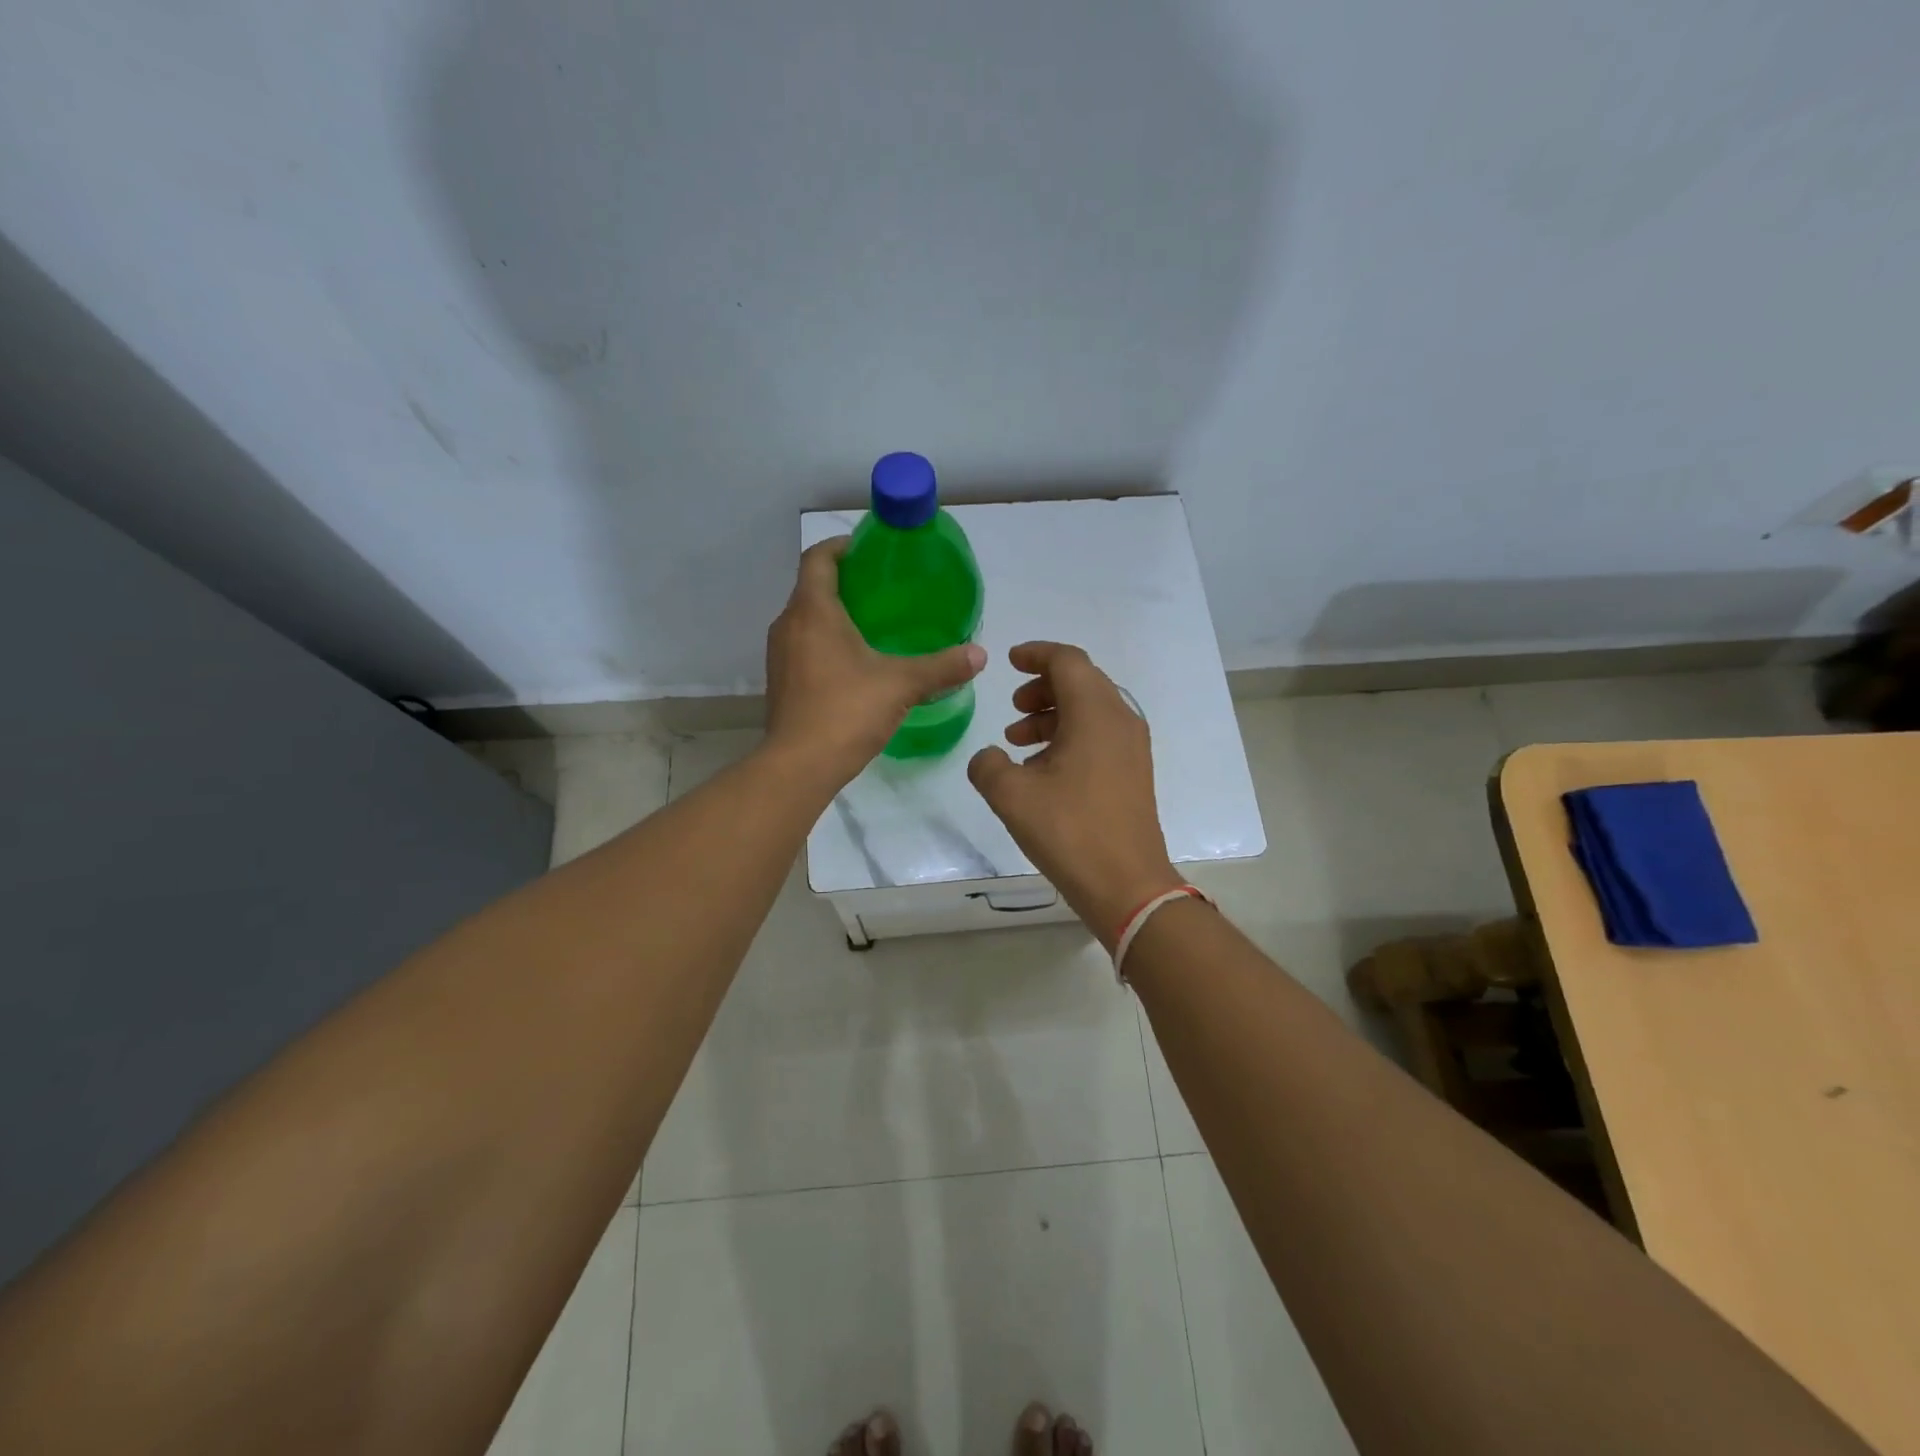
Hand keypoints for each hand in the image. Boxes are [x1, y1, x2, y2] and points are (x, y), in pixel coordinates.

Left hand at [764, 537, 985, 786]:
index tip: (869, 550)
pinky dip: (825, 643)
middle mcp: (788, 624)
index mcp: (813, 611)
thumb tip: (980, 654)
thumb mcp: (902, 685)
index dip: (841, 546)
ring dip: (833, 615)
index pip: (819, 558)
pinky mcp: (780, 681)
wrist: (799, 766)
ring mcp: (779, 655)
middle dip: (844, 582)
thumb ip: (942, 667)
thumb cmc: (847, 711)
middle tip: (884, 590)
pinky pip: (803, 646)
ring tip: (873, 626)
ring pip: (806, 619)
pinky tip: (854, 664)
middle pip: (812, 587)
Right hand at [967, 642, 1182, 946]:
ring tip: (1018, 743)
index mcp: (1095, 713)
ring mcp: (1132, 747)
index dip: (1036, 654)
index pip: (1067, 661)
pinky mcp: (1134, 772)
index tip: (1009, 661)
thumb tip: (989, 757)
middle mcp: (1120, 720)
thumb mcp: (1011, 796)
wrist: (1126, 884)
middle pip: (1081, 682)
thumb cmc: (1069, 831)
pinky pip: (1099, 735)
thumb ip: (987, 765)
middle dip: (1042, 687)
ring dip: (1053, 715)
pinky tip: (1043, 769)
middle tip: (1012, 709)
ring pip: (1090, 710)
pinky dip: (1070, 736)